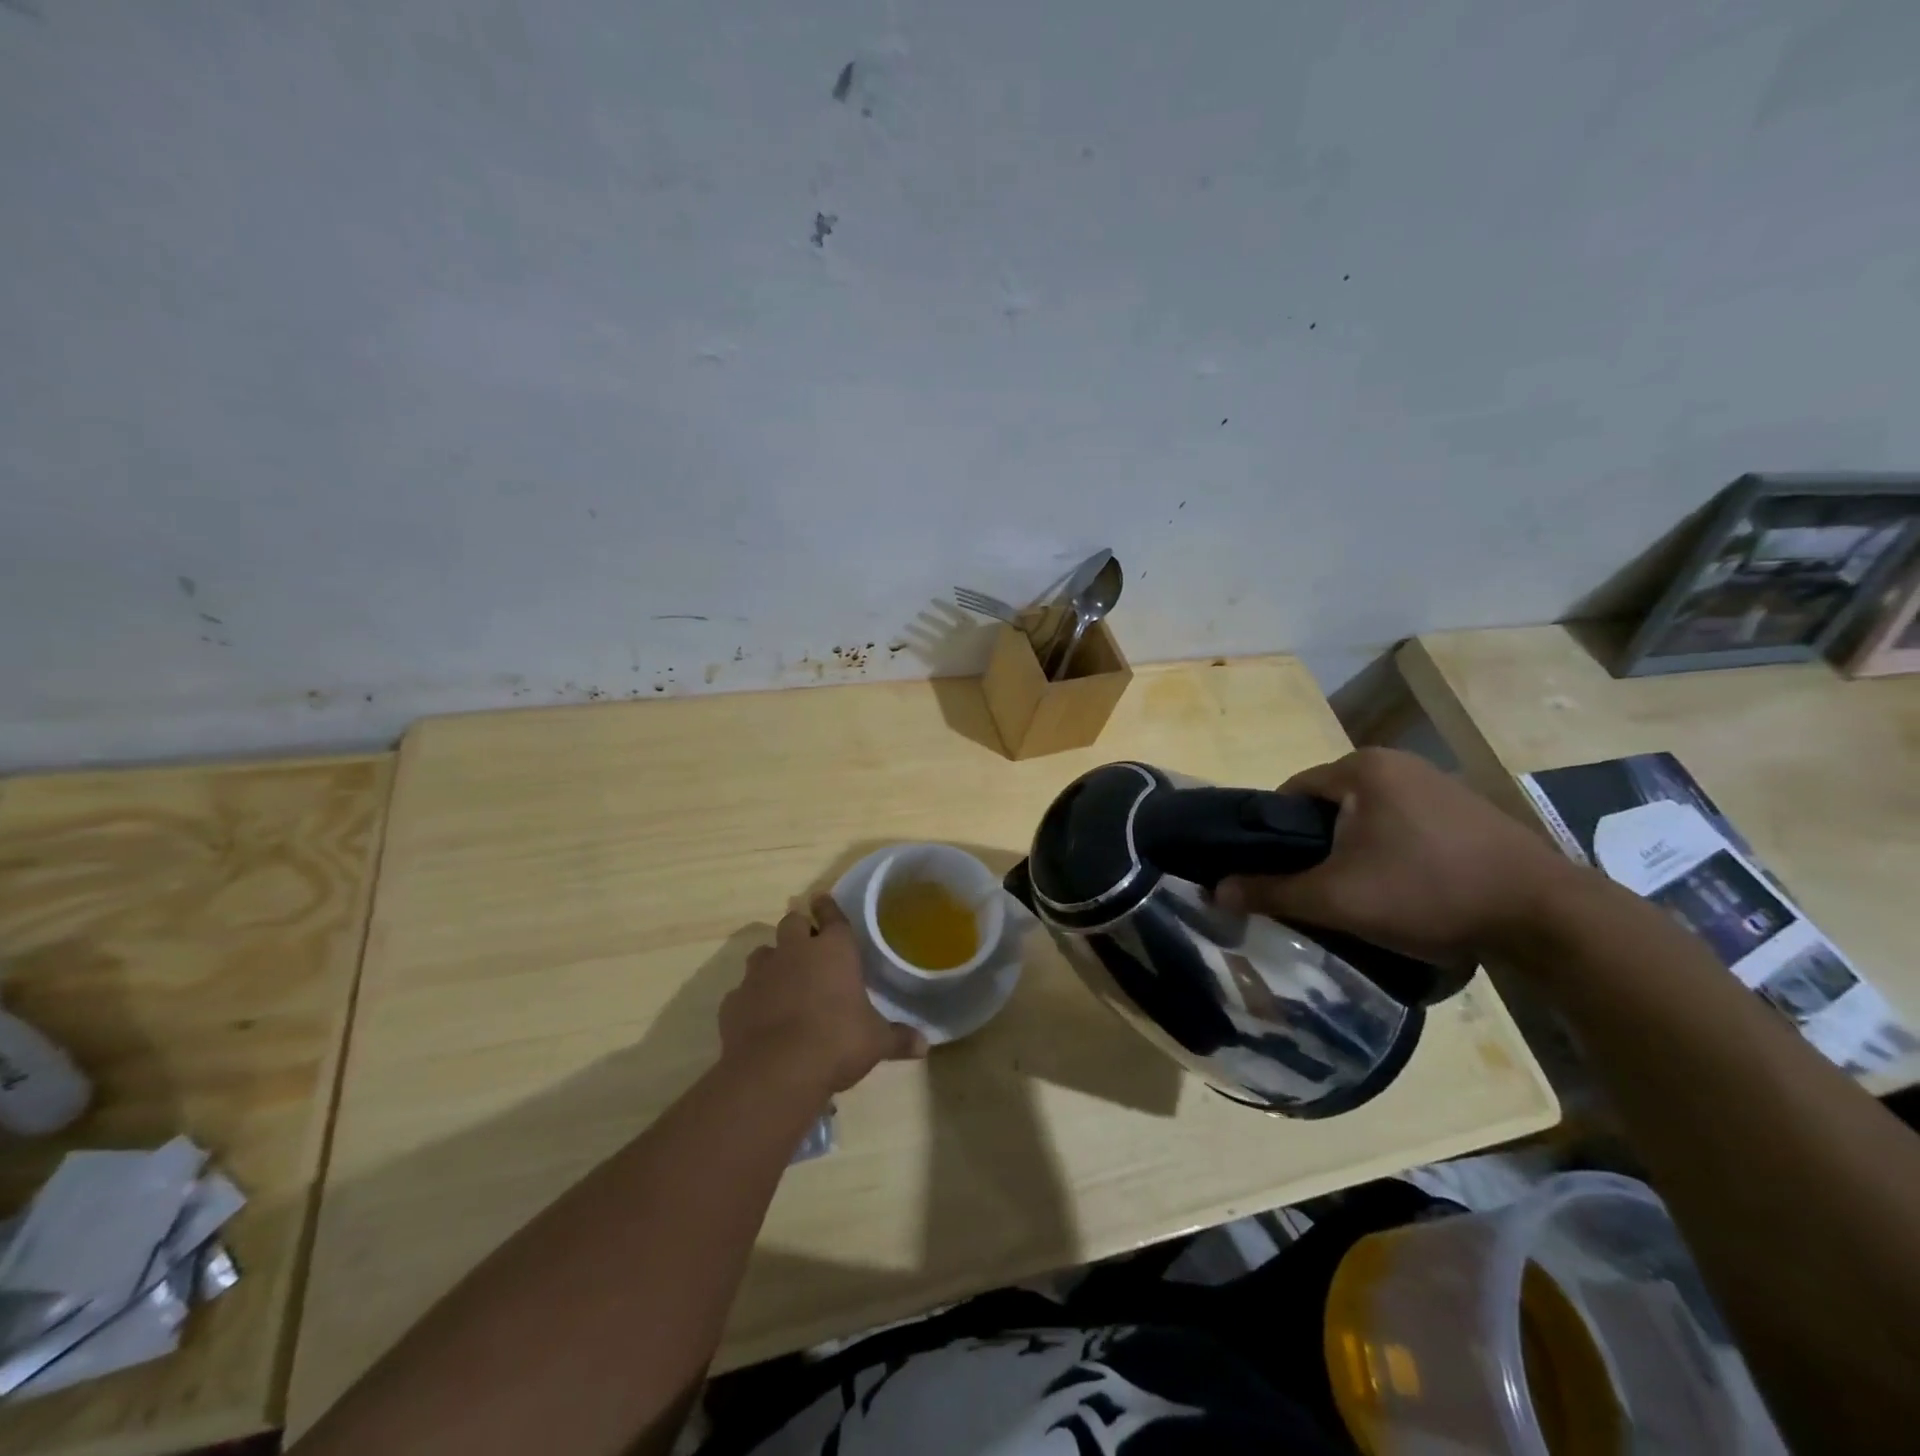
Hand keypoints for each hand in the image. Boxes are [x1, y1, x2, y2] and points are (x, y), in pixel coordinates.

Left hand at [720, 896, 926, 1097]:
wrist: (776, 1071)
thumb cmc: (837, 1043)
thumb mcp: (876, 1042)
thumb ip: (899, 1038)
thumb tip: (925, 1045)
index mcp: (834, 950)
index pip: (831, 914)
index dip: (828, 906)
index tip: (823, 900)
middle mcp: (795, 951)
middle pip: (793, 923)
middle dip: (799, 930)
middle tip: (808, 946)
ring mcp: (760, 973)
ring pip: (763, 952)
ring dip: (773, 961)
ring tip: (783, 980)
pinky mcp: (734, 1000)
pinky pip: (742, 990)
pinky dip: (751, 998)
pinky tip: (759, 1016)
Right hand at [1214, 748, 1583, 964]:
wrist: (1546, 917)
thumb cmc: (1428, 893)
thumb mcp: (1337, 899)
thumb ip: (1271, 892)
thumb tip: (1216, 891)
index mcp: (1362, 767)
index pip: (1290, 793)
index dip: (1275, 835)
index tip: (1278, 874)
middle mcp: (1398, 762)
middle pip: (1329, 805)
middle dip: (1317, 846)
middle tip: (1319, 889)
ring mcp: (1438, 783)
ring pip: (1367, 816)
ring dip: (1354, 850)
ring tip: (1361, 894)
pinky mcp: (1467, 809)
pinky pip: (1404, 824)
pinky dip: (1392, 851)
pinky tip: (1407, 888)